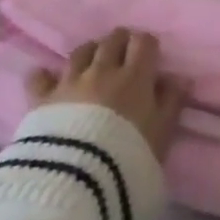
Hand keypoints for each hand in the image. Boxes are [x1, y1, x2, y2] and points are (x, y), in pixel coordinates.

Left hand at [29, 28, 190, 163]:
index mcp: (135, 77)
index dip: (147, 44)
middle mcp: (102, 71)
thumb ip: (172, 103)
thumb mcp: (163, 134)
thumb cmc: (130, 156)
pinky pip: (39, 76)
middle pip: (112, 41)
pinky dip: (44, 74)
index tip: (150, 55)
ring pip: (80, 52)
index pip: (143, 42)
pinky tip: (46, 77)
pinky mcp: (42, 99)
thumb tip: (179, 78)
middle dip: (120, 42)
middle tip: (123, 52)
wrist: (79, 178)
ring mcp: (70, 82)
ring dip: (89, 51)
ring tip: (92, 60)